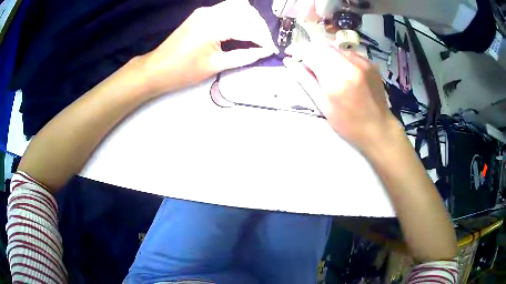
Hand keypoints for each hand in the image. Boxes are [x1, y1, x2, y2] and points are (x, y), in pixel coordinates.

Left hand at [141, 0, 277, 96]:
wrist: (157, 68)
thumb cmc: (184, 71)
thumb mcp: (216, 65)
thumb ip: (243, 56)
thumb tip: (263, 53)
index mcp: (215, 26)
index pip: (248, 29)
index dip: (263, 40)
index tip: (271, 50)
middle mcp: (211, 12)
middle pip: (246, 10)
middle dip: (259, 26)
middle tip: (263, 42)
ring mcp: (205, 10)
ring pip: (237, 6)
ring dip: (250, 18)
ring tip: (255, 34)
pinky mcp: (201, 13)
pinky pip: (226, 9)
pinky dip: (238, 16)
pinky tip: (241, 28)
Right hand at [284, 43, 400, 152]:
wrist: (379, 128)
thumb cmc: (348, 123)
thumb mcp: (323, 105)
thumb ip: (306, 80)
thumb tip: (289, 62)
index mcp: (336, 78)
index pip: (311, 52)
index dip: (297, 49)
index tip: (290, 53)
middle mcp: (350, 64)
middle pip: (322, 45)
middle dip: (310, 50)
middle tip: (305, 61)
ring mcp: (363, 62)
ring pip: (336, 47)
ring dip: (324, 52)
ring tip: (323, 67)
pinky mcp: (370, 63)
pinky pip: (349, 52)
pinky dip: (339, 56)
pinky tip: (340, 69)